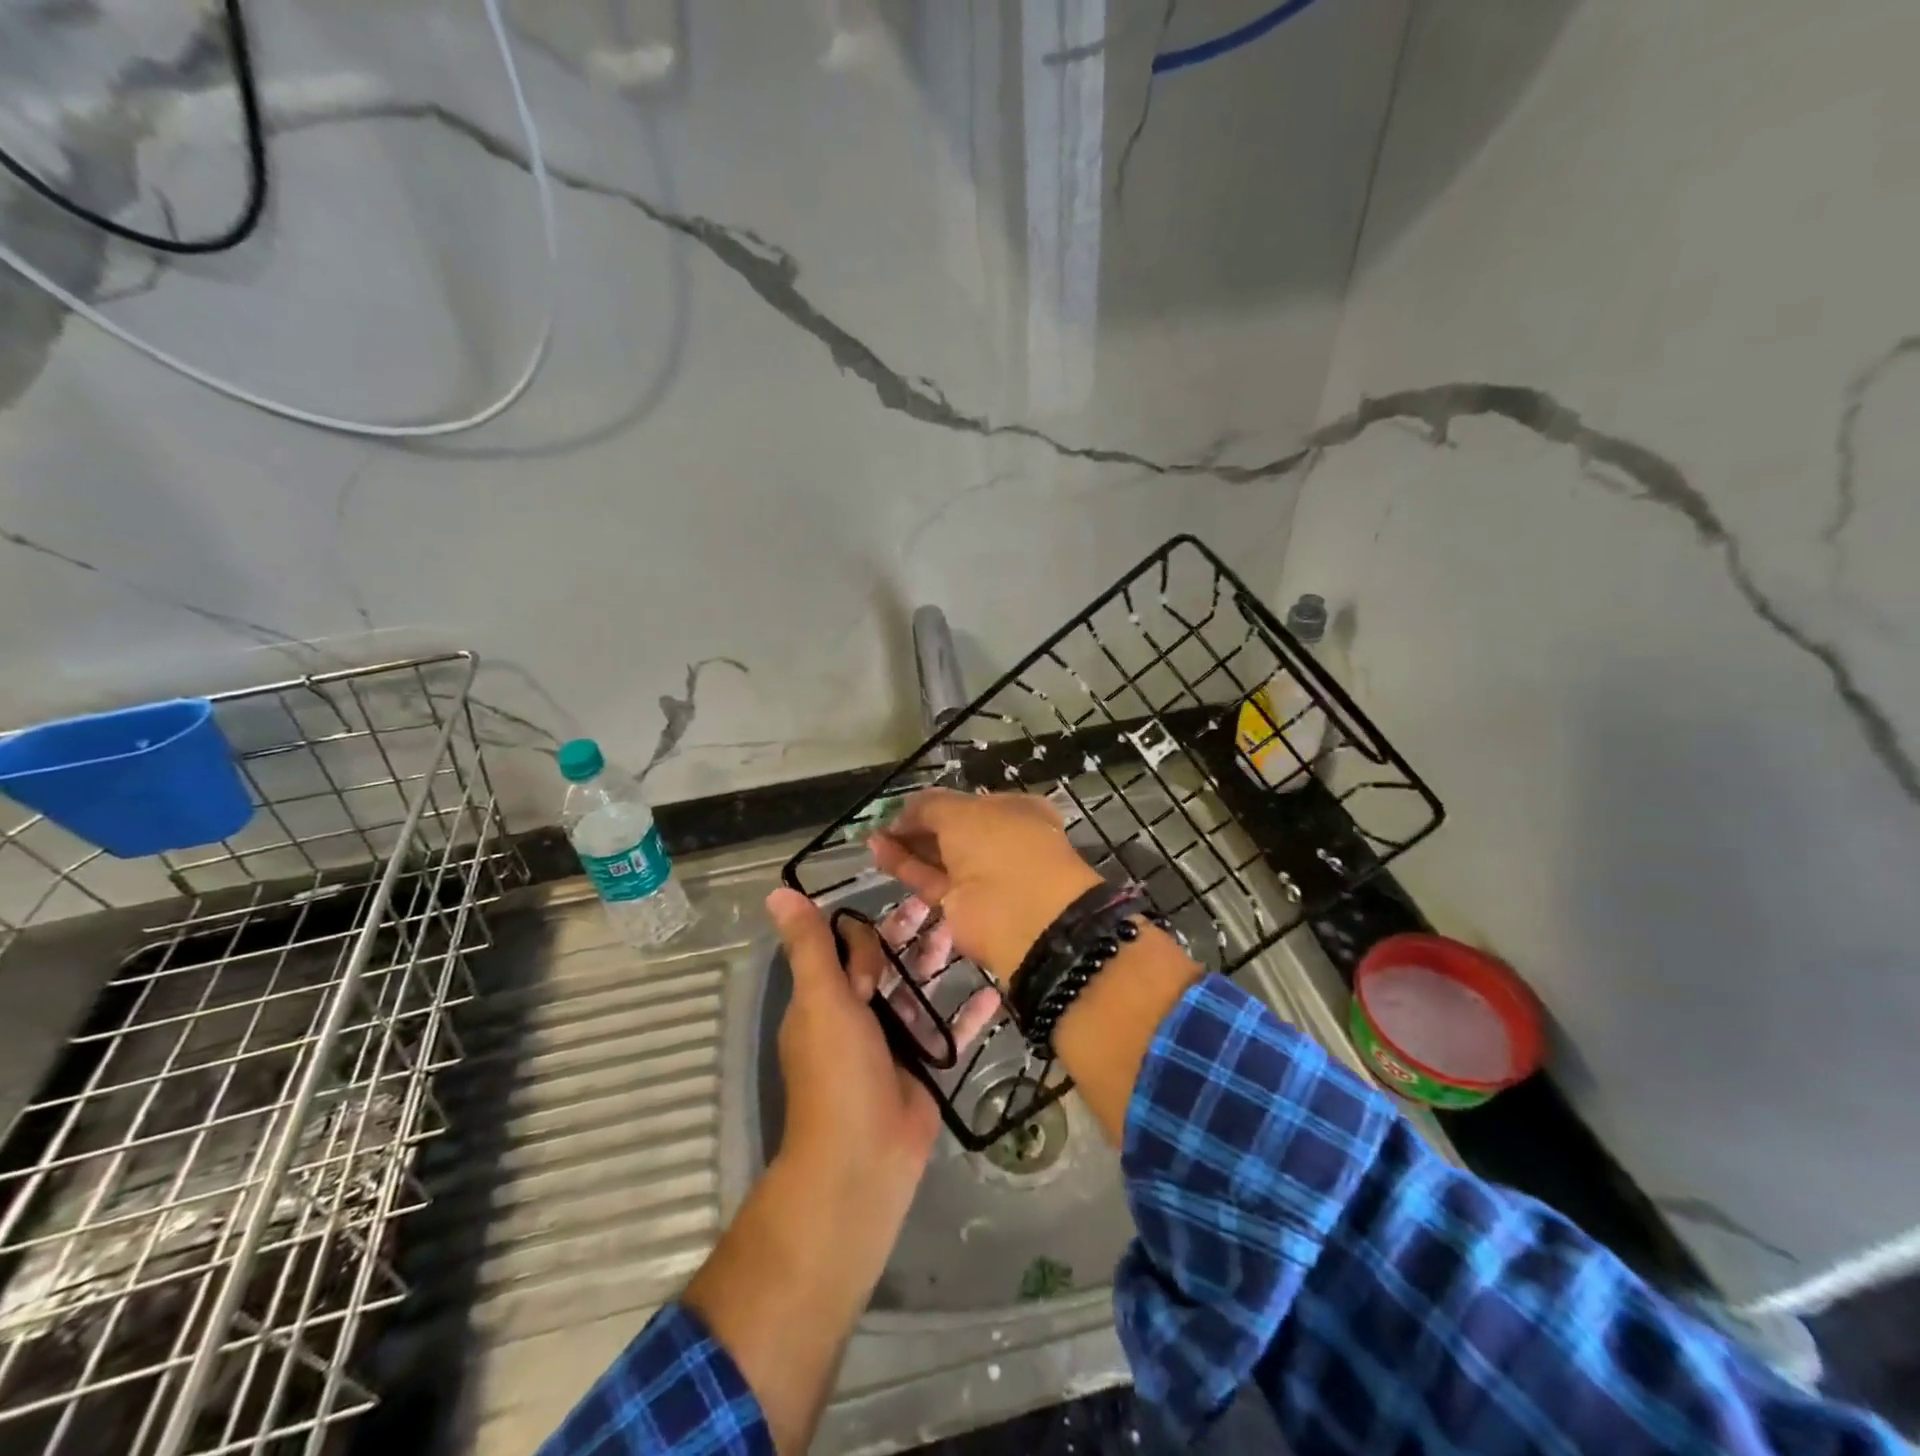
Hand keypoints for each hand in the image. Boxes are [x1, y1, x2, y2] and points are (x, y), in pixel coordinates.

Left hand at [681, 889, 1000, 1452]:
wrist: (864, 1159)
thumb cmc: (838, 1071)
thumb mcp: (821, 999)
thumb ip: (809, 946)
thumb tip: (776, 890)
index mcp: (827, 998)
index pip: (849, 947)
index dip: (871, 930)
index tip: (898, 916)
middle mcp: (858, 1015)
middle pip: (888, 963)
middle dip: (913, 936)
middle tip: (947, 906)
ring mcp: (894, 1041)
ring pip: (919, 990)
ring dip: (940, 963)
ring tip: (972, 933)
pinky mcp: (926, 1066)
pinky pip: (950, 1030)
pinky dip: (970, 1012)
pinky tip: (997, 990)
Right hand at [870, 789, 1104, 980]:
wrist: (1023, 916)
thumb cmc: (1002, 847)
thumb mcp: (963, 811)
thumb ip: (929, 806)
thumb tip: (903, 812)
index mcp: (1015, 812)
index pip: (969, 803)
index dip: (936, 804)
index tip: (903, 806)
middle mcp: (1001, 842)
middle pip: (952, 831)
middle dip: (917, 826)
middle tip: (882, 822)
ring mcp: (983, 877)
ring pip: (939, 857)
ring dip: (906, 846)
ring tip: (873, 836)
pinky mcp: (962, 906)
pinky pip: (930, 880)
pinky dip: (905, 866)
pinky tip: (878, 851)